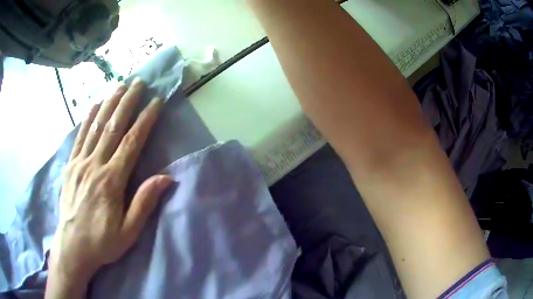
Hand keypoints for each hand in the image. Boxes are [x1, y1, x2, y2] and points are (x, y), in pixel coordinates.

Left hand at [45, 78, 172, 298]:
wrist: (72, 247)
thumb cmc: (103, 242)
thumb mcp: (129, 231)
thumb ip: (144, 203)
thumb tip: (166, 178)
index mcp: (112, 181)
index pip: (132, 142)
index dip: (145, 119)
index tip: (155, 101)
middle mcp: (95, 165)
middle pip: (113, 127)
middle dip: (127, 102)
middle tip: (138, 82)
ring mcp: (80, 163)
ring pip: (96, 127)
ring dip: (109, 104)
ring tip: (119, 86)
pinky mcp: (70, 166)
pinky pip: (79, 137)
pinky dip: (87, 119)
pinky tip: (94, 105)